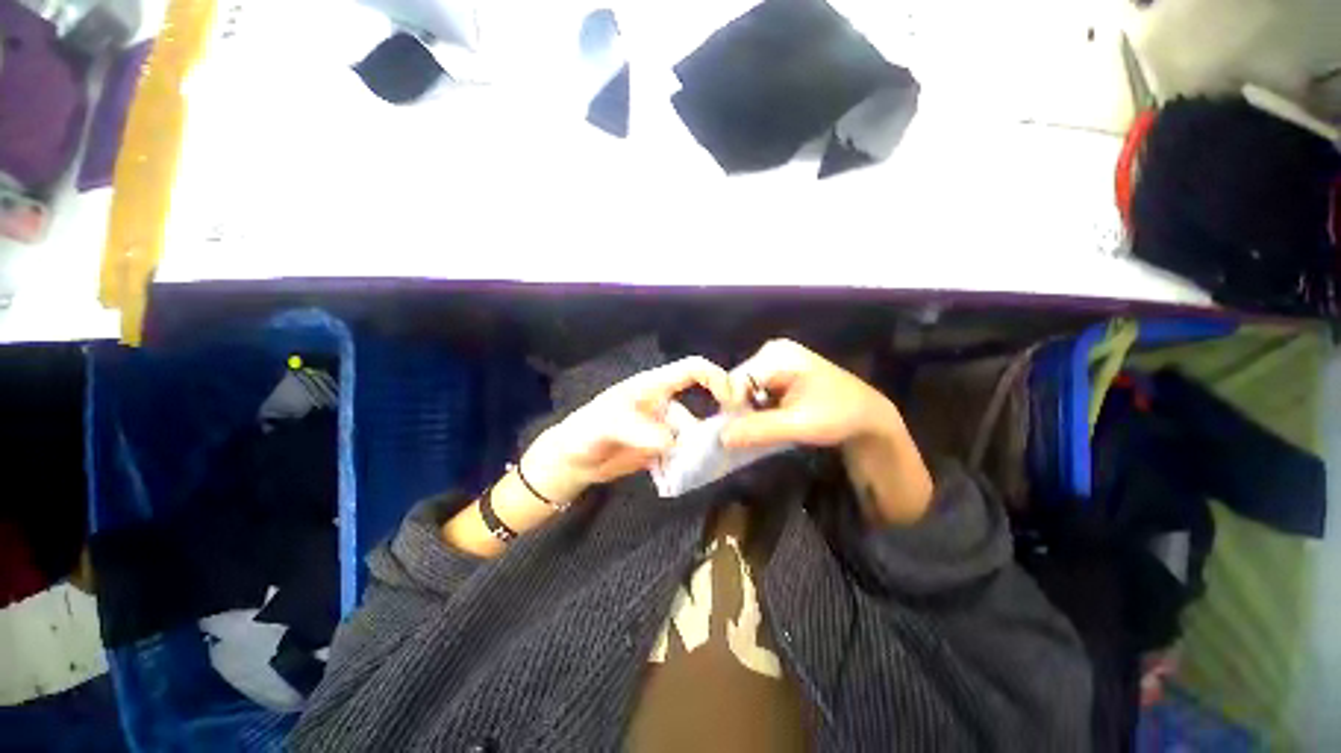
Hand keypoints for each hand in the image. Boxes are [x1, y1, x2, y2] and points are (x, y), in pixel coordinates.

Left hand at [521, 356, 733, 505]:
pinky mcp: (661, 448)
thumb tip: (673, 442)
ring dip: (700, 449)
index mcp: (654, 386)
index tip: (732, 401)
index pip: (692, 369)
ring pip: (694, 434)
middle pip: (702, 403)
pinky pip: (684, 452)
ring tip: (701, 466)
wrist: (573, 461)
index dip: (716, 377)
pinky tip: (686, 475)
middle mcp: (664, 403)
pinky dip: (689, 462)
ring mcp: (664, 427)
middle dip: (718, 419)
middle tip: (730, 442)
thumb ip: (638, 431)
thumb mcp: (607, 425)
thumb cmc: (586, 432)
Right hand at [721, 339, 931, 523]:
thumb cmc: (839, 416)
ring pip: (743, 389)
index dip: (734, 407)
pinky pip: (754, 391)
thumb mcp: (800, 425)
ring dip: (749, 411)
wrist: (867, 415)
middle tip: (755, 432)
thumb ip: (760, 429)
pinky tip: (770, 419)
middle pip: (737, 383)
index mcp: (777, 355)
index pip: (736, 380)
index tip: (742, 432)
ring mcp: (774, 361)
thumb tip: (721, 437)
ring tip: (766, 427)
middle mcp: (771, 352)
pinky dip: (756, 409)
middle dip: (742, 410)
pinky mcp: (777, 372)